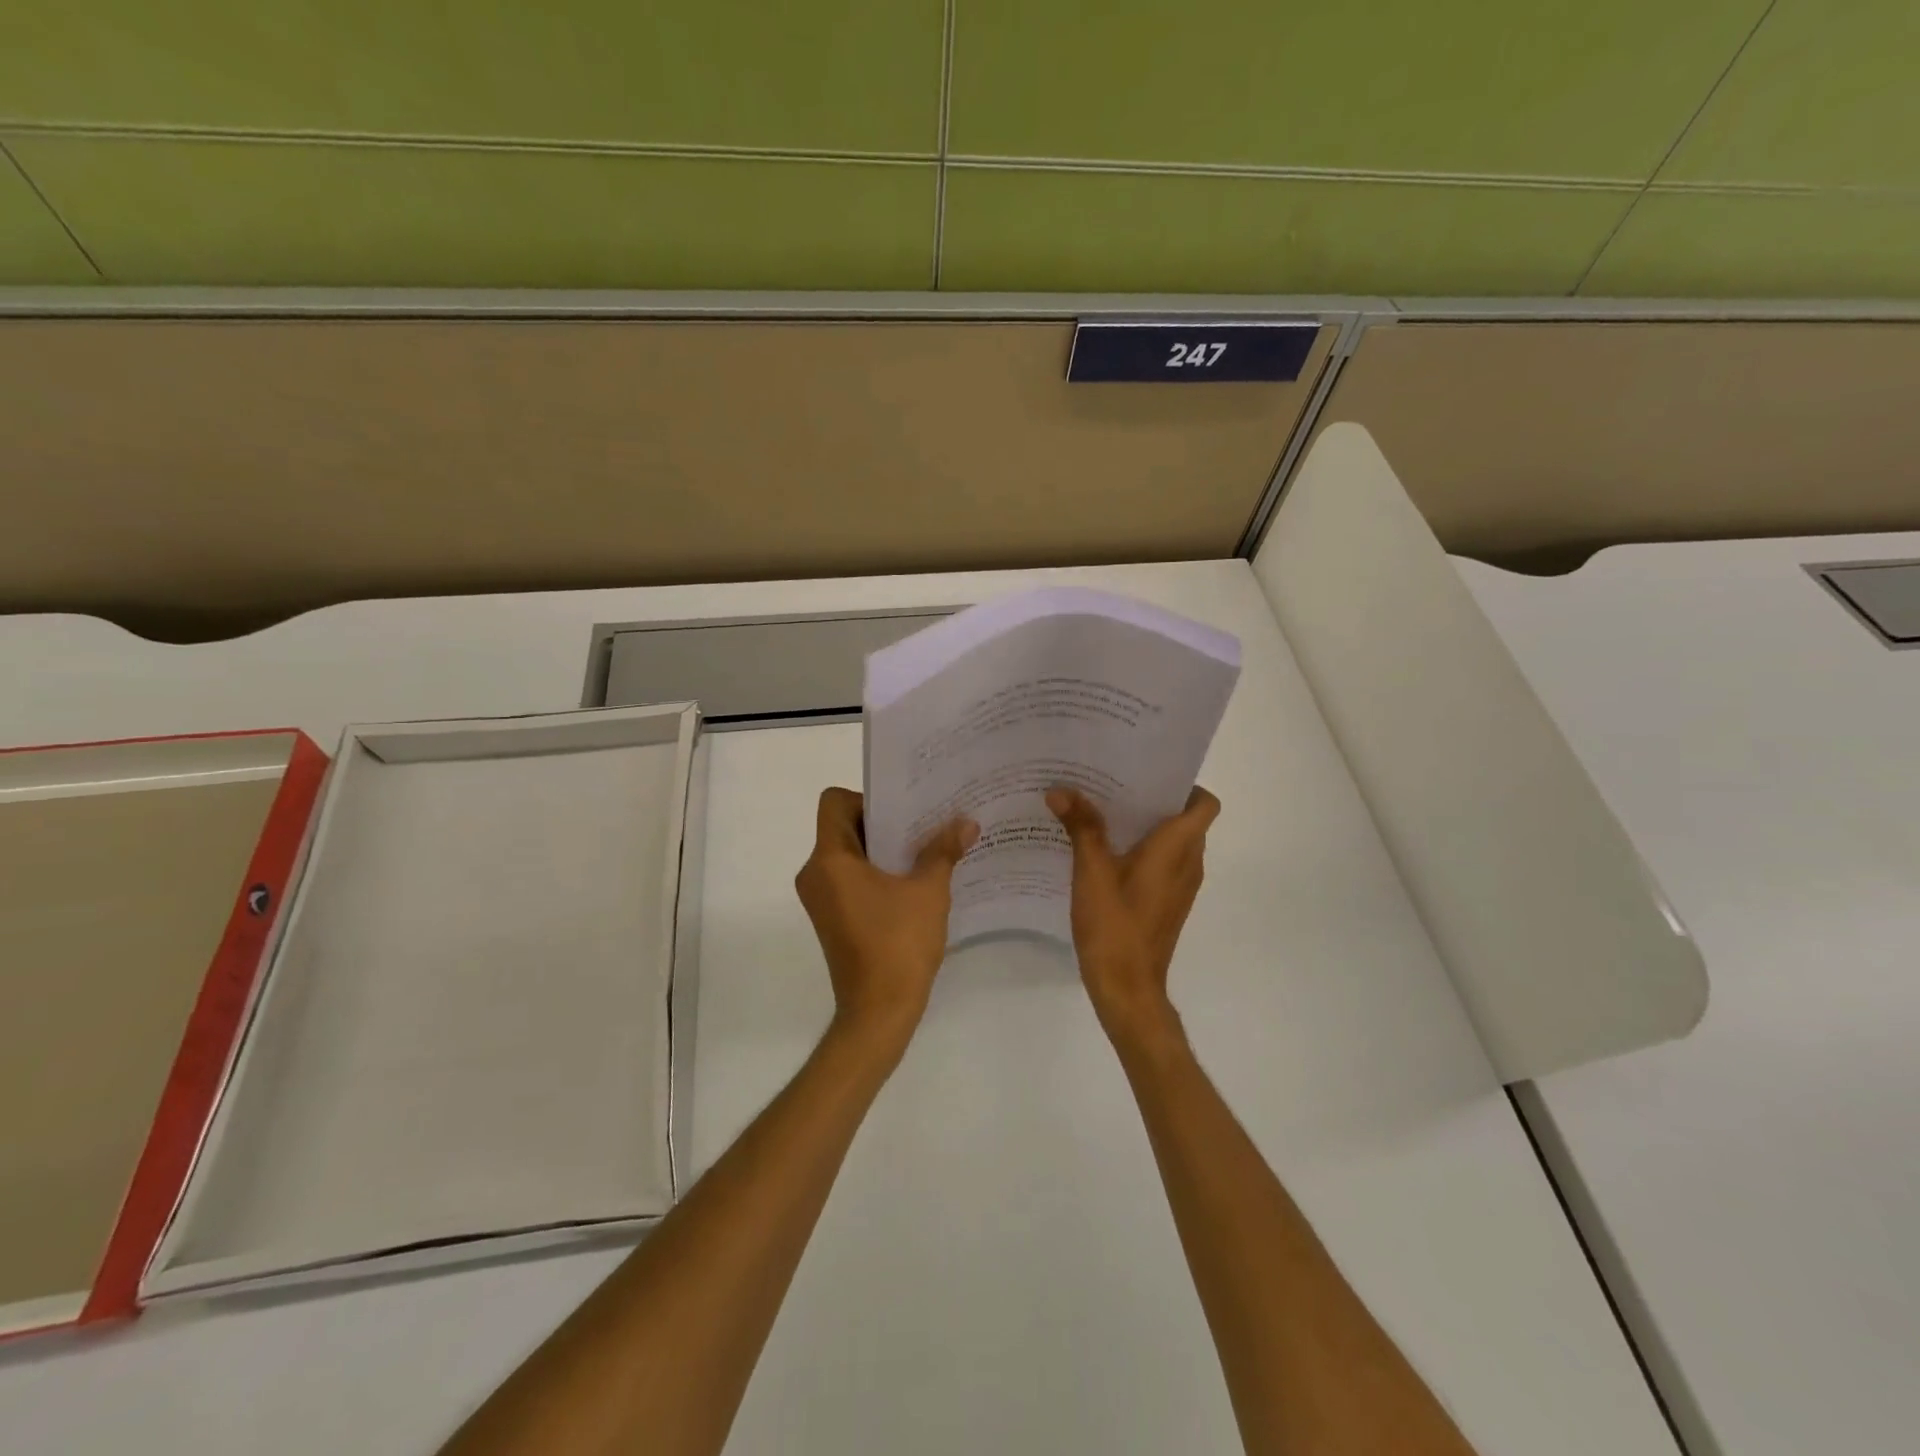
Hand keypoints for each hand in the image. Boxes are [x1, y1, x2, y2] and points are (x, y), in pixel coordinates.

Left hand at [795, 787, 978, 1057]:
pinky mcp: (831, 917)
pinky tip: (913, 882)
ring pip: (848, 854)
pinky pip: (849, 878)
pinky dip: (876, 872)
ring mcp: (820, 898)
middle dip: (883, 822)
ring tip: (924, 850)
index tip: (902, 812)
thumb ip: (943, 850)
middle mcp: (815, 873)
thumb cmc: (898, 944)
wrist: (879, 1011)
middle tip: (924, 822)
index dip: (867, 798)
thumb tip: (967, 822)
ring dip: (882, 849)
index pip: (834, 803)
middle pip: (843, 826)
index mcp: (830, 859)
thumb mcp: (928, 891)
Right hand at [1046, 786, 1220, 1043]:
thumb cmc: (1115, 924)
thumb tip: (1061, 790)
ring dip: (1145, 825)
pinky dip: (1141, 850)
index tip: (1147, 773)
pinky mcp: (1167, 902)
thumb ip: (1081, 826)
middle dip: (1153, 798)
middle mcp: (1189, 862)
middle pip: (1185, 818)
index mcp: (1178, 847)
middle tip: (1112, 783)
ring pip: (1173, 842)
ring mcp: (1181, 886)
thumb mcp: (1091, 870)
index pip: (1204, 803)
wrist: (1127, 987)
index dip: (1184, 784)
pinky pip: (1162, 863)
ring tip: (1102, 811)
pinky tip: (1103, 851)